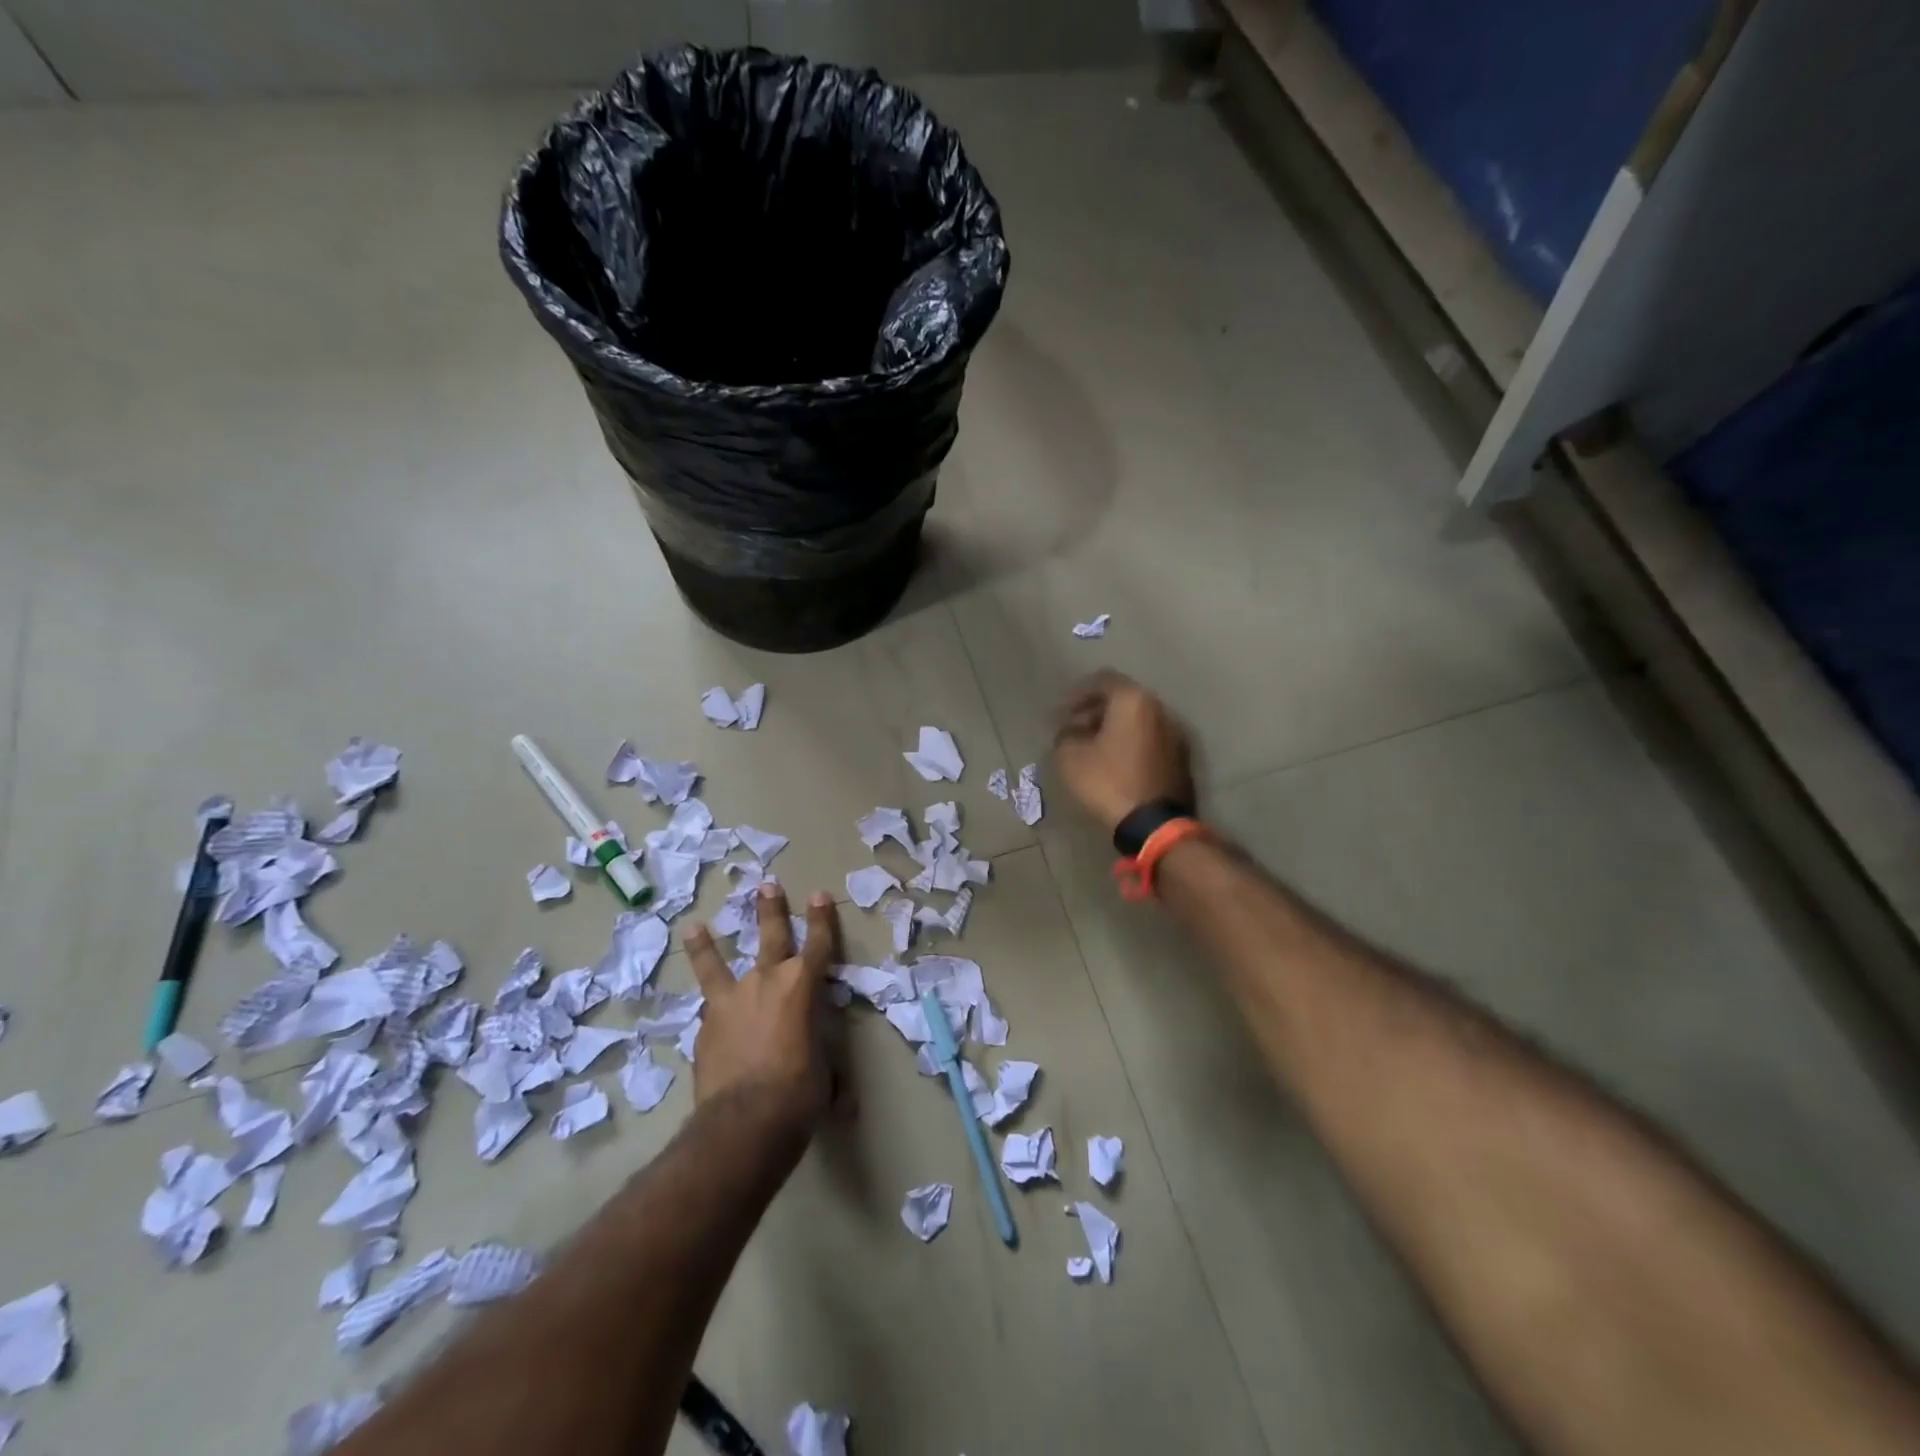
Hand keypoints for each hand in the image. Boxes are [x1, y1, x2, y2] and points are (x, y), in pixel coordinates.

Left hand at [683, 884, 838, 1138]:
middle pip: (771, 936)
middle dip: (771, 909)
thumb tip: (845, 1103)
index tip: (818, 895)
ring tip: (695, 926)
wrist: (744, 1121)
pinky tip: (704, 1012)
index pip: (819, 944)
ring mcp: (731, 1001)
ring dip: (708, 944)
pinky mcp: (705, 1026)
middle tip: (767, 885)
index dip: (821, 919)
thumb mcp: (826, 1078)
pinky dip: (707, 1005)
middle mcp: (767, 982)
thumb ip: (828, 1072)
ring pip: (717, 963)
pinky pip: (707, 1007)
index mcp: (804, 987)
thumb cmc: (799, 1094)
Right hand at [1054, 670, 1195, 833]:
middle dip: (1096, 711)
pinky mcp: (1180, 758)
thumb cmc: (1109, 782)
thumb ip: (1066, 735)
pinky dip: (1130, 743)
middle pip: (1123, 699)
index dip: (1078, 694)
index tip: (1062, 714)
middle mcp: (1160, 709)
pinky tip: (1115, 763)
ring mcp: (1175, 734)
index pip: (1103, 680)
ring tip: (1092, 748)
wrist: (1153, 824)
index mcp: (1133, 701)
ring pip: (1138, 720)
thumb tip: (1070, 731)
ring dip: (1114, 728)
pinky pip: (1149, 739)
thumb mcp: (1071, 758)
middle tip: (1075, 730)